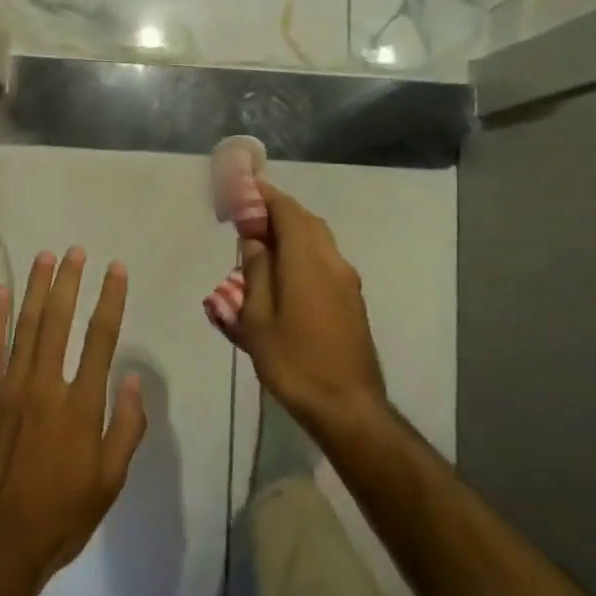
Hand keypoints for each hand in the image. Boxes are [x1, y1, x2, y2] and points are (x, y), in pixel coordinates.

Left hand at [0, 247, 146, 595]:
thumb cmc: (61, 516)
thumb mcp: (110, 481)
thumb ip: (125, 427)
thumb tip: (130, 377)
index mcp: (82, 406)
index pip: (101, 338)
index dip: (109, 300)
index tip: (115, 269)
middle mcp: (46, 386)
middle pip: (59, 322)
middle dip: (70, 282)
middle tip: (76, 251)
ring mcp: (9, 390)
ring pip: (26, 327)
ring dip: (36, 289)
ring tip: (45, 258)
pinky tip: (0, 293)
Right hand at [233, 180, 388, 440]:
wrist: (347, 406)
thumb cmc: (293, 363)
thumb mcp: (258, 319)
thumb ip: (256, 272)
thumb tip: (254, 240)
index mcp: (307, 262)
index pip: (287, 211)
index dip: (264, 195)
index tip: (243, 189)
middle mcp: (332, 262)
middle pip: (306, 221)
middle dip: (277, 212)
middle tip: (247, 217)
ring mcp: (347, 281)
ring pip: (318, 240)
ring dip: (291, 232)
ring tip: (261, 245)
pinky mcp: (352, 300)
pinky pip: (324, 260)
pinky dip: (302, 252)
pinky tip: (283, 274)